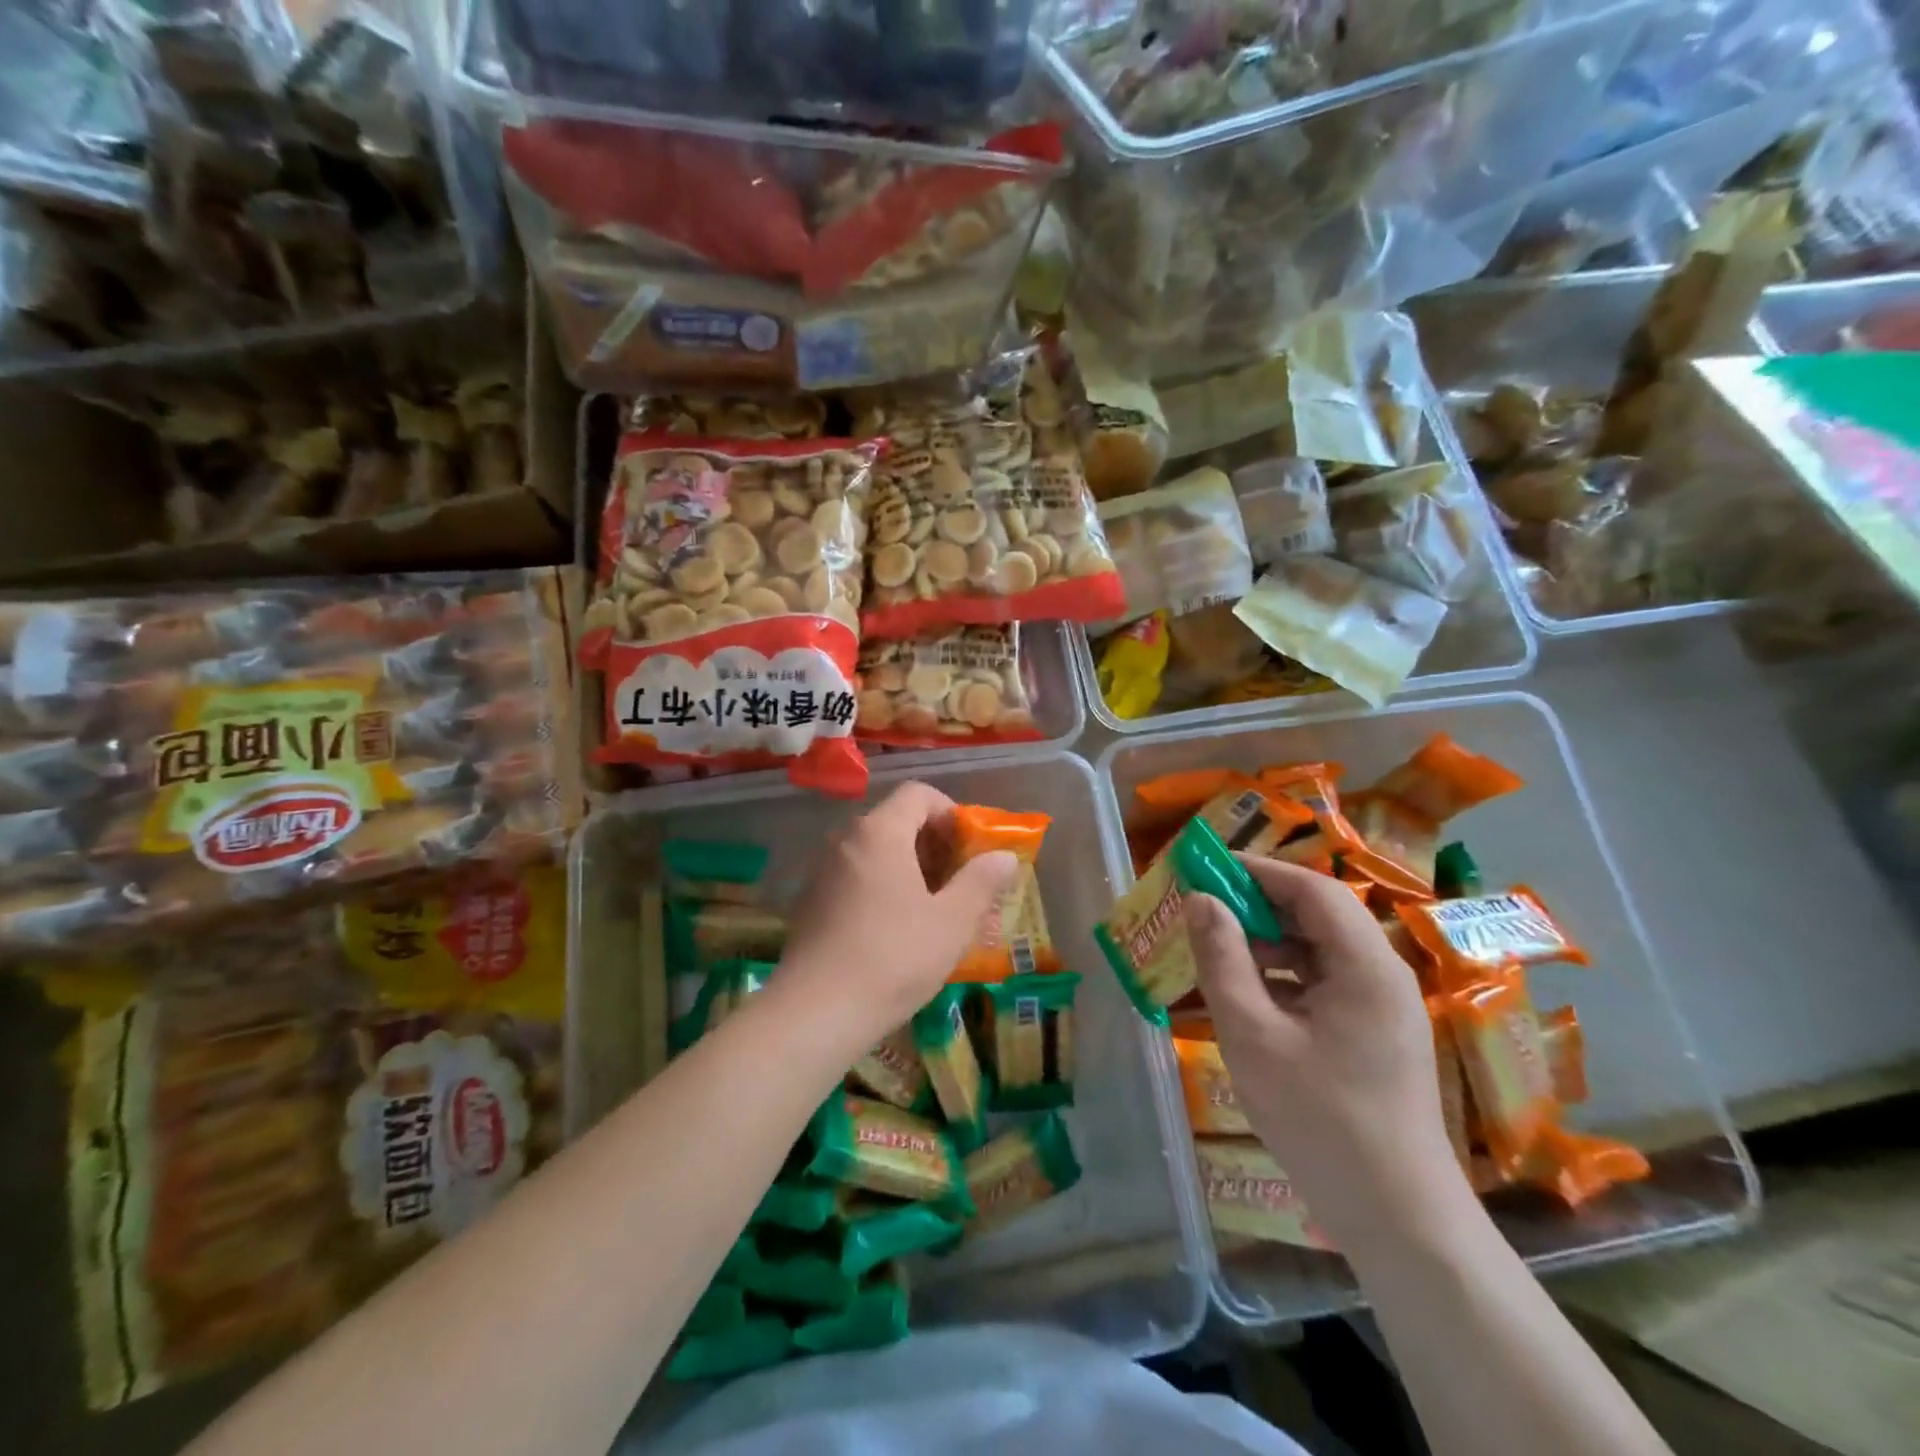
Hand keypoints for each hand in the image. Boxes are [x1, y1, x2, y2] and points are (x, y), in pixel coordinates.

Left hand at [777, 782, 1018, 1047]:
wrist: (816, 1012)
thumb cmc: (894, 958)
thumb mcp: (952, 922)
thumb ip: (981, 882)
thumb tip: (1004, 856)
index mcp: (880, 831)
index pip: (919, 794)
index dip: (951, 813)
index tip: (971, 850)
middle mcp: (846, 838)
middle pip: (896, 820)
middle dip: (933, 844)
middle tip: (959, 883)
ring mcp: (822, 868)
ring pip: (875, 850)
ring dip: (908, 867)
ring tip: (932, 908)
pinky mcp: (810, 899)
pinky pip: (854, 874)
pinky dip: (881, 885)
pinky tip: (894, 928)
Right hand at [1185, 856, 1473, 1252]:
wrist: (1398, 1220)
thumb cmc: (1321, 1121)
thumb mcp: (1253, 1035)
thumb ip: (1223, 960)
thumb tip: (1200, 900)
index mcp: (1366, 965)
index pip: (1312, 889)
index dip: (1259, 870)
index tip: (1207, 866)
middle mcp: (1382, 974)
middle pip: (1317, 915)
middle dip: (1257, 905)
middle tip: (1202, 908)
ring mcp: (1381, 1006)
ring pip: (1317, 950)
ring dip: (1266, 943)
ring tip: (1214, 953)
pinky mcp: (1374, 1034)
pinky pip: (1323, 984)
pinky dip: (1282, 978)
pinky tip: (1244, 996)